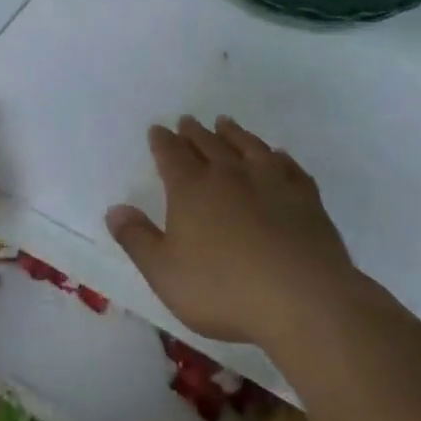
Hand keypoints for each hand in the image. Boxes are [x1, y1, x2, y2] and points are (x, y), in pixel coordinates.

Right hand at [107, 116, 356, 348]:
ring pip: (247, 146)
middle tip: (187, 120)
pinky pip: (289, 167)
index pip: (171, 155)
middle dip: (194, 132)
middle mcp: (229, 175)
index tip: (158, 129)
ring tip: (225, 123)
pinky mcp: (306, 198)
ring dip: (234, 133)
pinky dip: (279, 157)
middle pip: (208, 144)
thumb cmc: (224, 289)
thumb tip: (114, 210)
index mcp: (191, 189)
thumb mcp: (165, 273)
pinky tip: (278, 156)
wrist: (303, 299)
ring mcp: (271, 182)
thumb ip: (137, 239)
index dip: (162, 141)